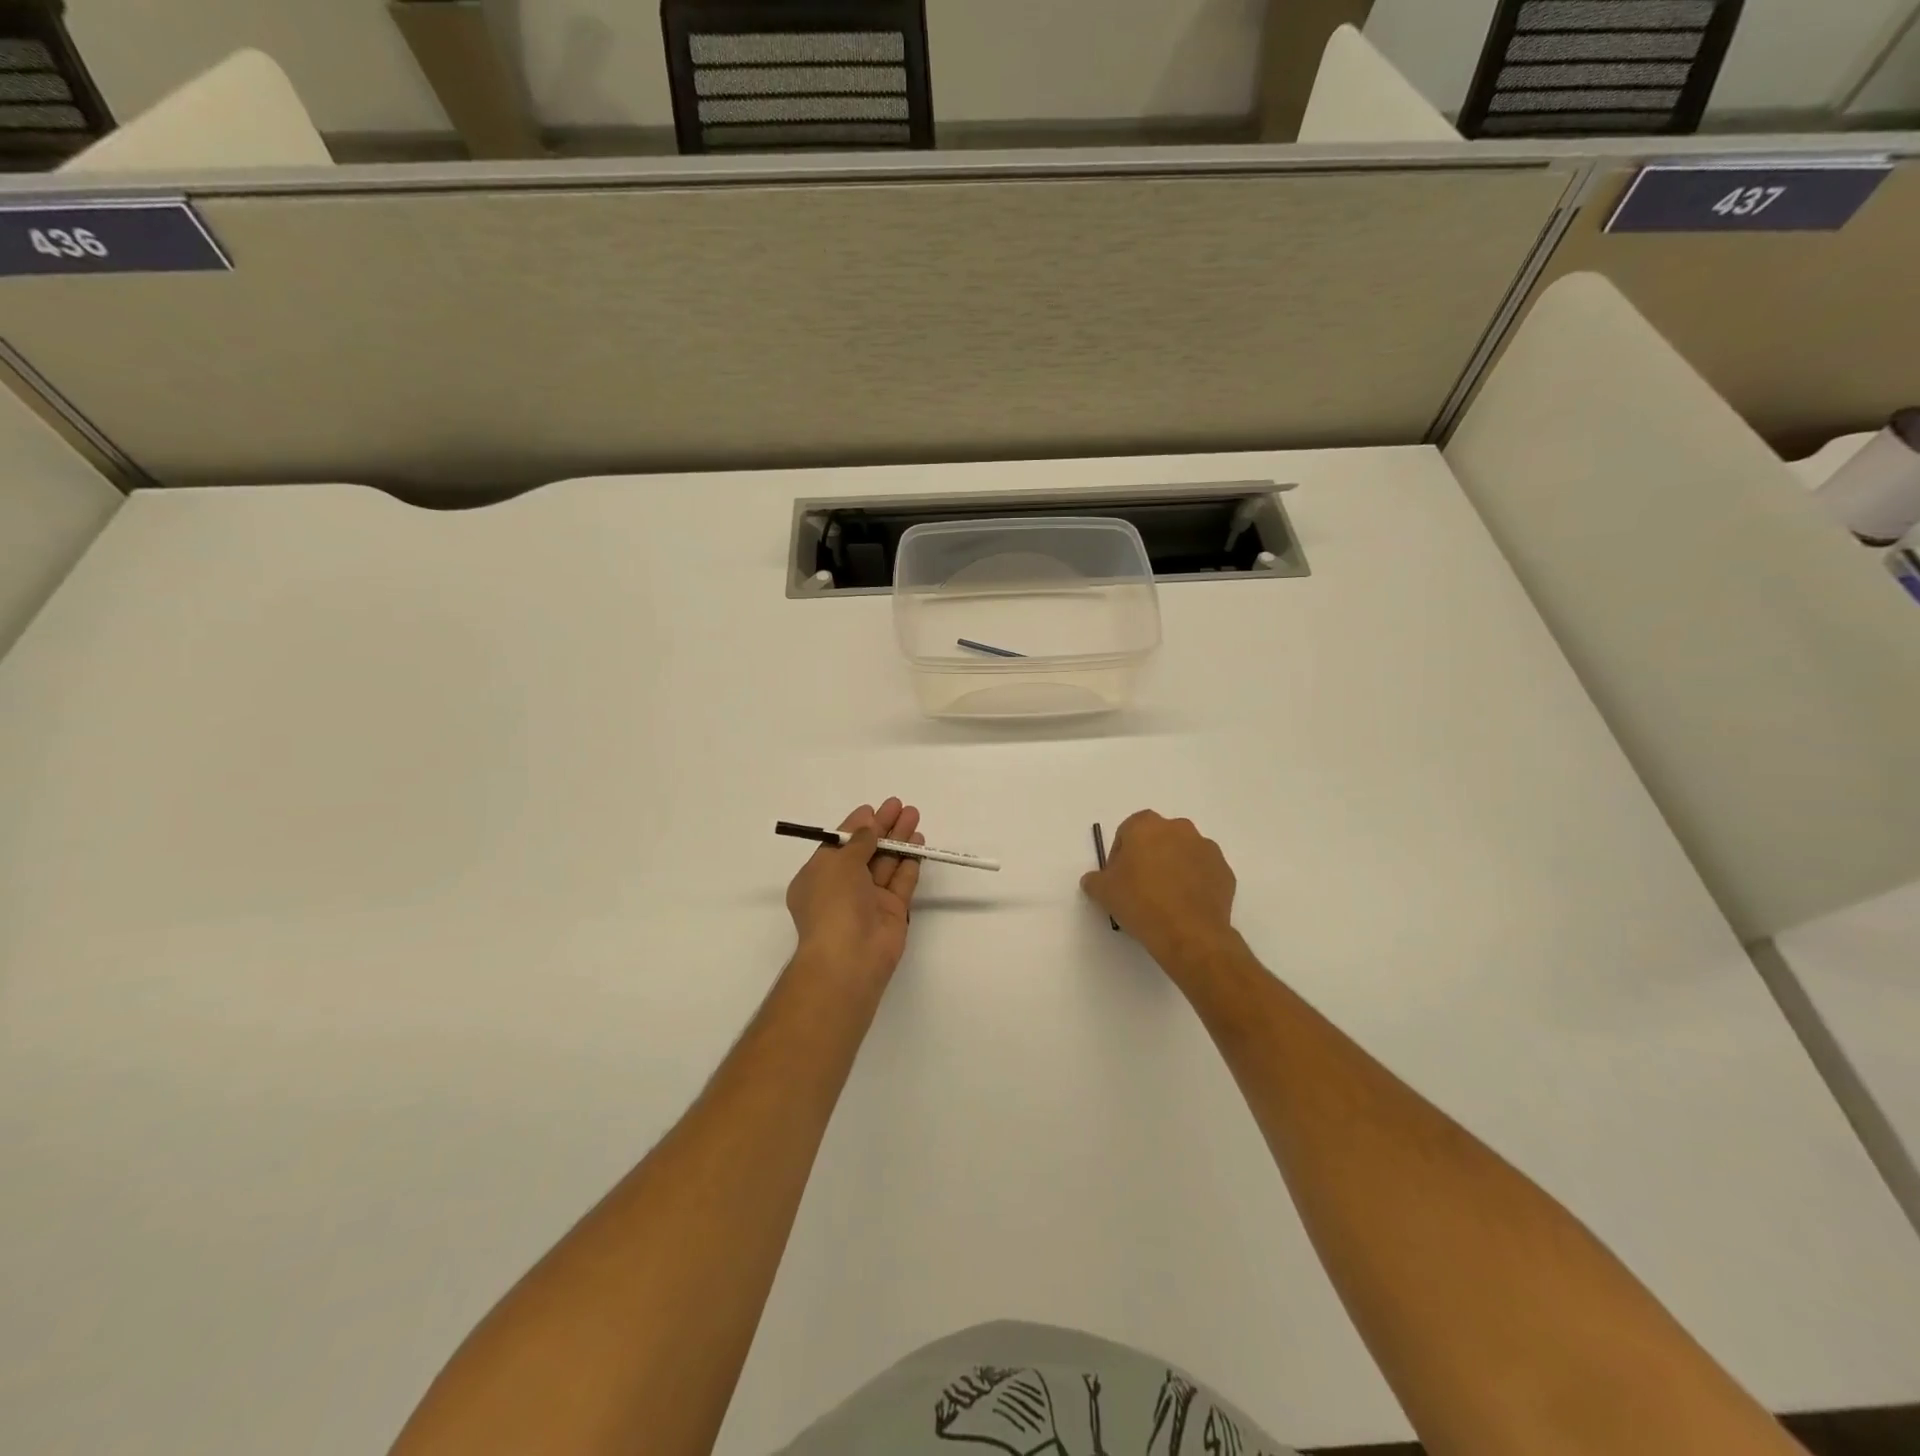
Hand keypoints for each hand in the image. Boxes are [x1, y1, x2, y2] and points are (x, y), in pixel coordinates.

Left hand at [785, 798, 925, 990]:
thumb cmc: (833, 903)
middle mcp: (842, 887)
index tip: (873, 809)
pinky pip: (901, 881)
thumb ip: (858, 842)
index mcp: (818, 876)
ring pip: (886, 863)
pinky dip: (910, 861)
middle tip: (900, 806)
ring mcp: (869, 900)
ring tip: (914, 815)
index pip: (839, 845)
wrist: (849, 957)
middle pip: (866, 851)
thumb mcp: (838, 863)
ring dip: (899, 839)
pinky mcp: (892, 911)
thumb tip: (867, 826)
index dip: (856, 826)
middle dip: (882, 827)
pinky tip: (918, 842)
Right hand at [1081, 810, 1237, 972]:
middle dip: (1149, 857)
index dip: (1120, 854)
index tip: (1119, 878)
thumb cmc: (1140, 903)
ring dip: (1174, 868)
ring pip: (1183, 853)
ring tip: (1165, 899)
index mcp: (1146, 825)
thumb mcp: (1103, 892)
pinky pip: (1203, 872)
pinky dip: (1195, 883)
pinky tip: (1185, 906)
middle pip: (1157, 838)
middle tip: (1141, 887)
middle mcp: (1179, 828)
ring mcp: (1206, 848)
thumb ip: (1095, 879)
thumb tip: (1094, 880)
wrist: (1189, 933)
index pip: (1127, 832)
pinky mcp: (1224, 871)